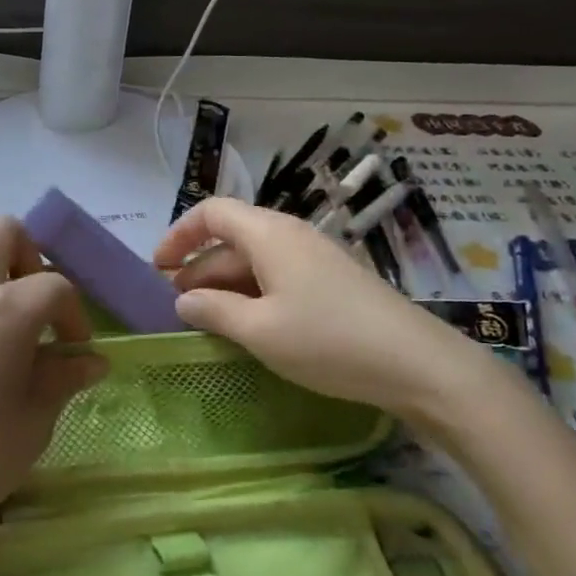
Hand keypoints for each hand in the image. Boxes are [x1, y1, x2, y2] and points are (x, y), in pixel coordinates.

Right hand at [153, 198, 488, 424]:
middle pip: (231, 237)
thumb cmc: (328, 340)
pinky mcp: (331, 281)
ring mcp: (314, 257)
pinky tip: (248, 327)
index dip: (179, 235)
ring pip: (255, 260)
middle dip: (198, 267)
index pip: (211, 212)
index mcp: (269, 233)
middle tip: (176, 305)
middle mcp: (290, 234)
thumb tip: (183, 300)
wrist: (417, 364)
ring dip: (225, 284)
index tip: (158, 268)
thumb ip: (214, 311)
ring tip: (206, 320)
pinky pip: (278, 276)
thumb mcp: (260, 331)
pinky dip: (253, 294)